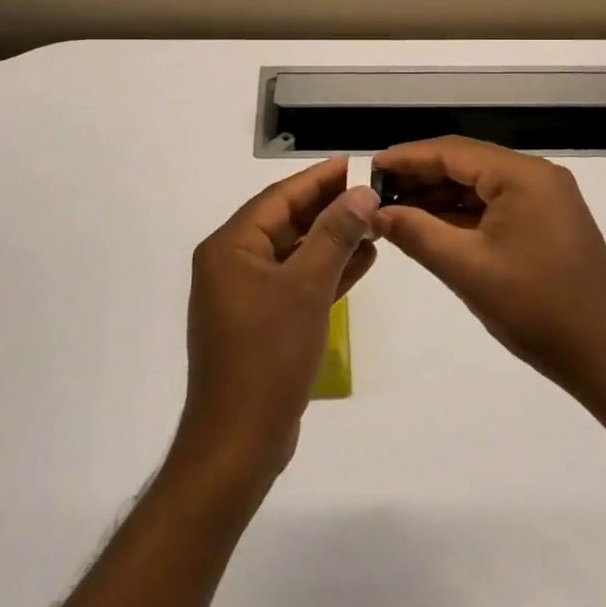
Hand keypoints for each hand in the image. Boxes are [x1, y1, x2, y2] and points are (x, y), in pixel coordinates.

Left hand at [170, 157, 378, 493]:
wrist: (239, 442)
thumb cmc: (268, 355)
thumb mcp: (306, 288)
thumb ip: (334, 235)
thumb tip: (361, 193)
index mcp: (230, 247)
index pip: (278, 198)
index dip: (318, 179)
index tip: (353, 164)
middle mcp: (232, 264)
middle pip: (286, 223)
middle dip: (329, 209)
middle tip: (371, 193)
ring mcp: (245, 295)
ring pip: (294, 253)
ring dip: (332, 239)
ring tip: (374, 224)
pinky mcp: (260, 322)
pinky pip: (295, 282)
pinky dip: (325, 271)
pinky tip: (361, 262)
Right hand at [373, 137, 605, 399]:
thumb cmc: (535, 308)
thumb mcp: (466, 268)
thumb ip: (416, 233)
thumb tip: (376, 213)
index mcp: (523, 177)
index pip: (452, 152)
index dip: (407, 159)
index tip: (369, 167)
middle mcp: (537, 177)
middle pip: (467, 165)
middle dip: (421, 178)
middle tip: (377, 194)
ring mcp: (546, 200)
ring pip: (480, 187)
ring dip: (439, 198)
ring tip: (396, 212)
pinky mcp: (548, 224)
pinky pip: (496, 207)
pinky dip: (463, 215)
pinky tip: (431, 228)